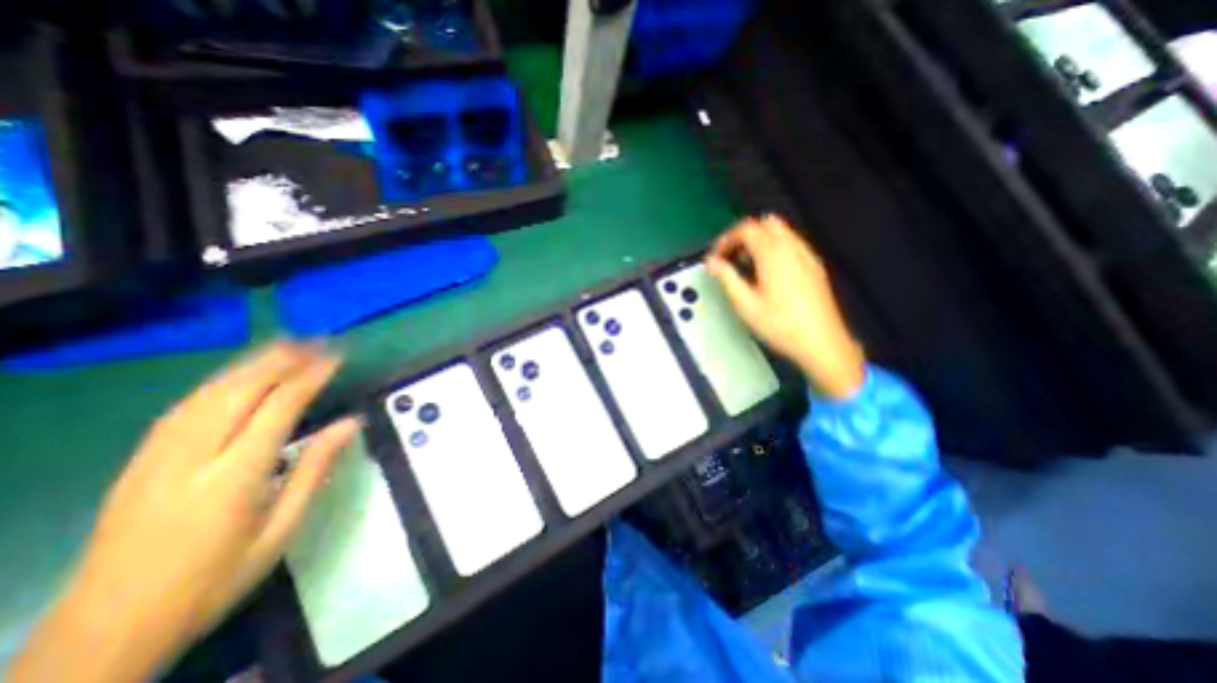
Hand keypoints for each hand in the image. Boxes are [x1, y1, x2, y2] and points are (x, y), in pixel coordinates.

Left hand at [11, 343, 358, 682]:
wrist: (105, 631)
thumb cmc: (215, 578)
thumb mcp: (281, 529)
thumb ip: (315, 470)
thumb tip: (350, 423)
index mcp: (233, 477)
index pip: (278, 407)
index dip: (310, 376)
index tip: (337, 357)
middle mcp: (191, 456)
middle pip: (239, 390)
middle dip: (281, 359)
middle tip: (317, 340)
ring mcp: (156, 456)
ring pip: (208, 393)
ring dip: (252, 363)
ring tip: (286, 345)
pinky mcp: (139, 461)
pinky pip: (185, 407)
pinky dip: (220, 381)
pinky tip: (239, 374)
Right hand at [705, 213, 864, 400]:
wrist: (821, 342)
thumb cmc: (780, 325)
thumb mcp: (745, 304)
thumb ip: (726, 278)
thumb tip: (712, 263)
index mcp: (773, 253)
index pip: (746, 229)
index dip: (726, 239)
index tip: (716, 257)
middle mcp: (792, 247)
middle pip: (764, 223)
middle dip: (743, 235)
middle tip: (730, 257)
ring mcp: (806, 255)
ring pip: (780, 232)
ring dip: (759, 241)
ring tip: (746, 266)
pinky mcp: (814, 266)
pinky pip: (791, 244)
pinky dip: (774, 248)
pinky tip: (767, 273)